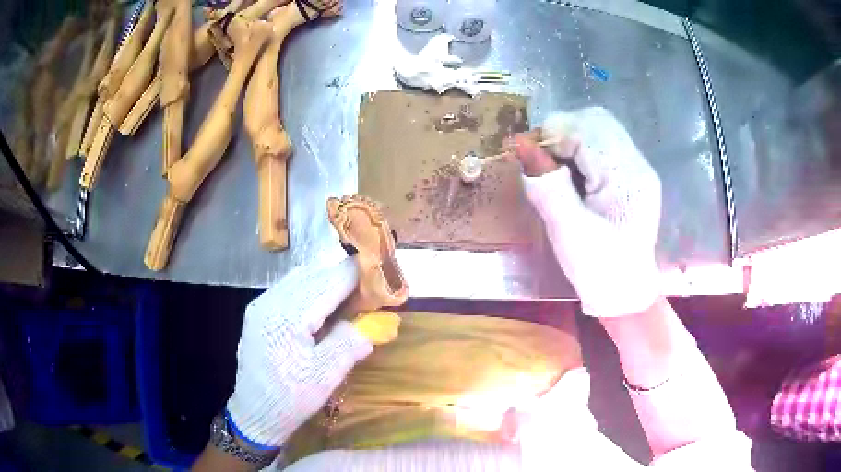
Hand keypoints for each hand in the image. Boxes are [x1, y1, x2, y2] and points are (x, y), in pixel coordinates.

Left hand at [226, 257, 372, 447]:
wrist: (254, 413)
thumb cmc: (291, 397)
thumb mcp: (326, 375)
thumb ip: (350, 342)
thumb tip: (373, 322)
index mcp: (289, 315)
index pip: (330, 279)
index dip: (358, 275)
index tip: (381, 279)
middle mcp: (271, 300)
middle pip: (314, 273)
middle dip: (343, 278)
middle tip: (366, 294)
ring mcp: (261, 304)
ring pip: (300, 278)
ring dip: (326, 283)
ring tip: (346, 302)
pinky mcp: (258, 313)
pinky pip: (288, 289)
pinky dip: (310, 291)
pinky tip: (320, 312)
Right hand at [515, 107, 661, 316]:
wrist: (626, 293)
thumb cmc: (598, 270)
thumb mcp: (568, 232)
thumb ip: (547, 187)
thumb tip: (521, 145)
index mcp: (626, 179)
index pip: (587, 131)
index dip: (552, 135)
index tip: (528, 155)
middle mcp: (637, 165)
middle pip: (597, 120)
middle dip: (562, 130)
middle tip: (543, 159)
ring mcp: (637, 168)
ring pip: (600, 128)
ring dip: (571, 137)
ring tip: (556, 167)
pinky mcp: (632, 174)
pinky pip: (603, 144)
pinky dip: (581, 148)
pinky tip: (573, 173)